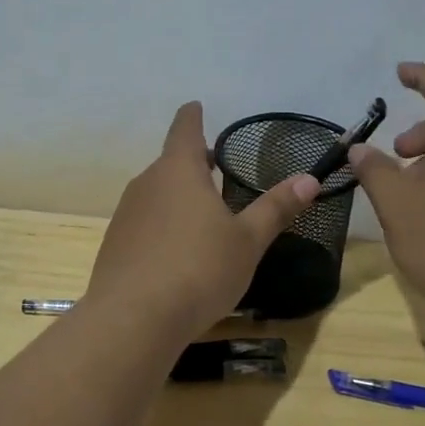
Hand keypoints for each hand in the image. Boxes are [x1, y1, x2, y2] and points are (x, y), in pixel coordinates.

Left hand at [85, 102, 317, 342]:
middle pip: (171, 162)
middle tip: (217, 172)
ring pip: (156, 194)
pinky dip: (162, 226)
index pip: (184, 128)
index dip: (193, 116)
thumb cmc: (198, 269)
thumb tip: (309, 179)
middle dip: (193, 164)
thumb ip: (276, 208)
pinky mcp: (115, 245)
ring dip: (178, 197)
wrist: (133, 319)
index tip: (197, 106)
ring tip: (202, 217)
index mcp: (179, 170)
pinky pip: (144, 223)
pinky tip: (176, 254)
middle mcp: (146, 183)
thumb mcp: (247, 241)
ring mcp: (126, 214)